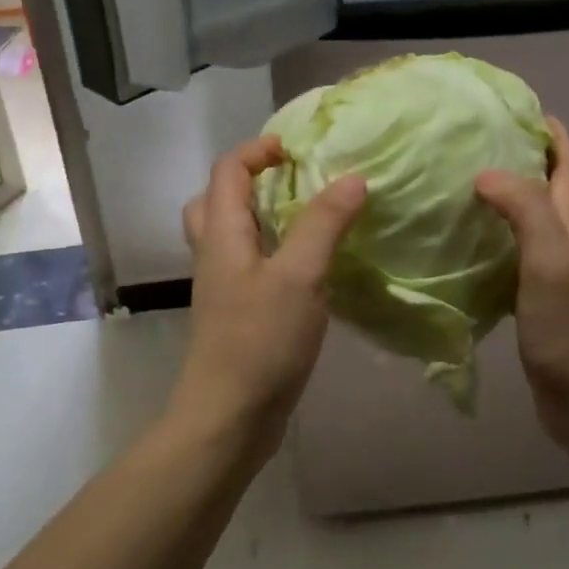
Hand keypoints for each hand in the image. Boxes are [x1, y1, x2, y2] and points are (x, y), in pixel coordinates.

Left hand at [176, 135, 366, 451]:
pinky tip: (309, 267)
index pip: (228, 171)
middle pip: (218, 199)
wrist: (228, 418)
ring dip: (262, 216)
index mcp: (222, 234)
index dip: (258, 150)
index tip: (298, 150)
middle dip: (252, 180)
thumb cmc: (260, 341)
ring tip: (306, 218)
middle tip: (295, 180)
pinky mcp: (237, 314)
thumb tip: (353, 177)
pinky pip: (249, 265)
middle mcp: (215, 254)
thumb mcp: (299, 276)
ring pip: (232, 234)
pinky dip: (273, 251)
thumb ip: (324, 224)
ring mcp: (223, 287)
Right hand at [475, 118, 568, 454]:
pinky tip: (449, 239)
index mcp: (568, 223)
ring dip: (494, 195)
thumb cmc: (568, 327)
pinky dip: (480, 235)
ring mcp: (540, 269)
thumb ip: (526, 212)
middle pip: (541, 184)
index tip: (513, 108)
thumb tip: (485, 172)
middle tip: (467, 140)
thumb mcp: (551, 260)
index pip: (565, 163)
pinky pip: (500, 251)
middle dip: (514, 155)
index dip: (548, 132)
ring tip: (450, 180)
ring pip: (518, 218)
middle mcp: (557, 239)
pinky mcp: (523, 295)